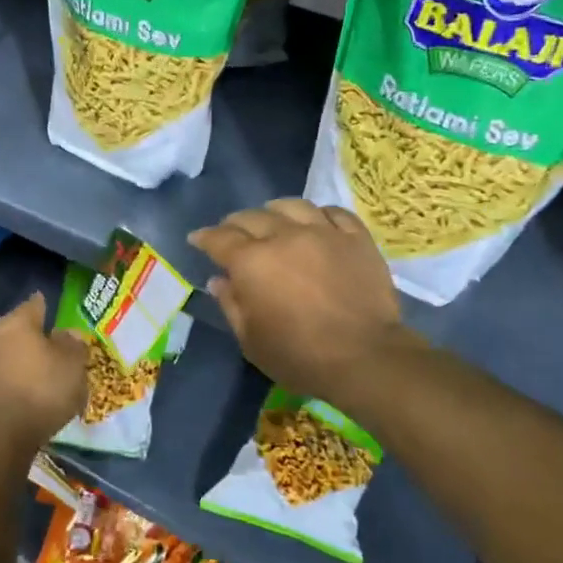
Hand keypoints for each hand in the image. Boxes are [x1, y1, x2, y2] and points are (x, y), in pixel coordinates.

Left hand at [0, 293, 88, 448]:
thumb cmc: (42, 390)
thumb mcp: (73, 365)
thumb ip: (74, 344)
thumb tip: (67, 334)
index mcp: (18, 321)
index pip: (36, 303)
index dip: (50, 307)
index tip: (61, 315)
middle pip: (20, 329)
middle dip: (37, 337)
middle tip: (57, 348)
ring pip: (9, 353)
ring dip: (24, 360)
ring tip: (44, 374)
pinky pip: (2, 376)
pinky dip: (14, 380)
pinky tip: (27, 393)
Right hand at [190, 199, 417, 407]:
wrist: (365, 357)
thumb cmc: (300, 356)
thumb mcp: (251, 341)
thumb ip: (231, 305)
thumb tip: (218, 280)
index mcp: (252, 262)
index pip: (219, 238)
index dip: (204, 237)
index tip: (197, 239)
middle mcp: (284, 236)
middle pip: (252, 217)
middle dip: (235, 224)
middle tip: (232, 234)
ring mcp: (323, 232)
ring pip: (292, 205)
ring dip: (275, 211)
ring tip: (273, 219)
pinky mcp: (356, 238)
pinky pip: (334, 212)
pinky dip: (318, 214)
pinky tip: (316, 222)